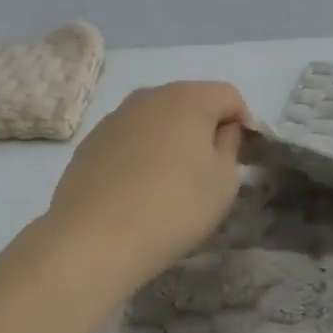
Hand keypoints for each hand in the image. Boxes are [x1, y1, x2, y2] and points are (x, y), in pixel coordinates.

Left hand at [44, 81, 248, 289]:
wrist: (95, 237)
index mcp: (188, 98)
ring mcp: (115, 116)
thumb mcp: (223, 182)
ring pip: (156, 118)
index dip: (242, 122)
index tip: (242, 156)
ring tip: (171, 179)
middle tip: (208, 167)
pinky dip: (141, 152)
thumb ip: (230, 146)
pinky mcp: (91, 140)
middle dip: (204, 127)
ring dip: (170, 138)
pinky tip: (138, 187)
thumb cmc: (174, 207)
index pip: (228, 95)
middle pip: (189, 101)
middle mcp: (149, 96)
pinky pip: (129, 138)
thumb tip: (222, 130)